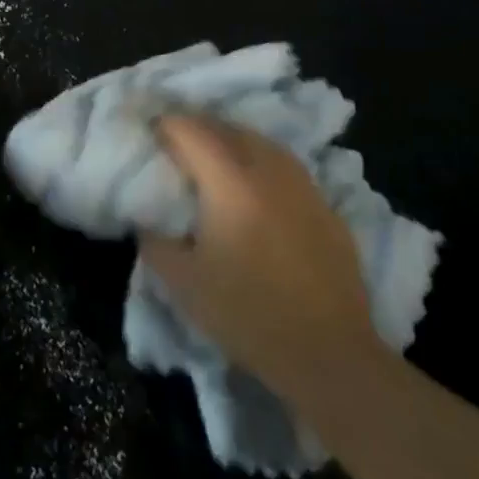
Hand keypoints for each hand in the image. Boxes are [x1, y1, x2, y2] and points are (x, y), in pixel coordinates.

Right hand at [139, 114, 381, 405]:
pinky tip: (256, 187)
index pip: (190, 130)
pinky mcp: (325, 205)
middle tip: (176, 142)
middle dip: (198, 126)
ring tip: (214, 157)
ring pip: (261, 142)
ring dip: (232, 140)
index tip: (149, 132)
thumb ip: (155, 242)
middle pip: (227, 127)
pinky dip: (261, 162)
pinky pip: (285, 166)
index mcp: (229, 182)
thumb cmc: (248, 315)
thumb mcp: (183, 284)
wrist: (330, 353)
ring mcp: (302, 185)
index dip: (165, 125)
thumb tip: (148, 219)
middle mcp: (268, 170)